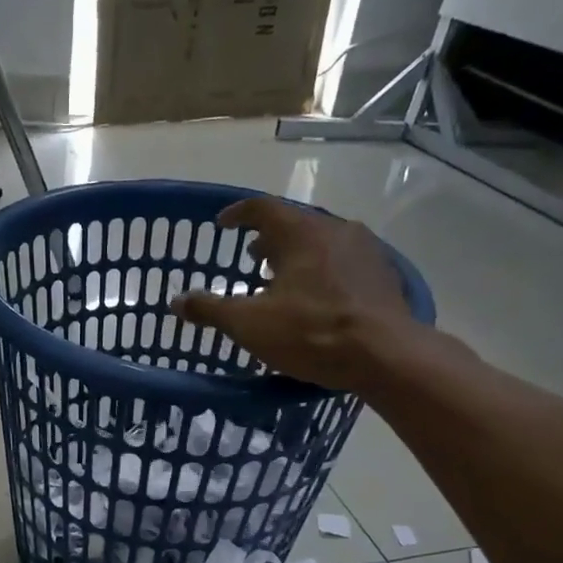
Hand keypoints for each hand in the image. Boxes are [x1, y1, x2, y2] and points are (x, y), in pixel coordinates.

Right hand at [173, 196, 422, 390]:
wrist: (385, 355)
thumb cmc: (311, 332)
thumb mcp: (250, 324)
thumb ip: (211, 310)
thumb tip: (177, 301)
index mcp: (301, 232)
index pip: (262, 208)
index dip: (238, 215)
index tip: (222, 225)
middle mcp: (336, 230)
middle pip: (295, 224)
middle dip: (269, 240)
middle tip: (252, 258)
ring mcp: (365, 252)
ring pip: (322, 244)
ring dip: (297, 256)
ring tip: (281, 279)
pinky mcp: (382, 277)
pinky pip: (343, 264)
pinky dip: (322, 273)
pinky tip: (316, 299)